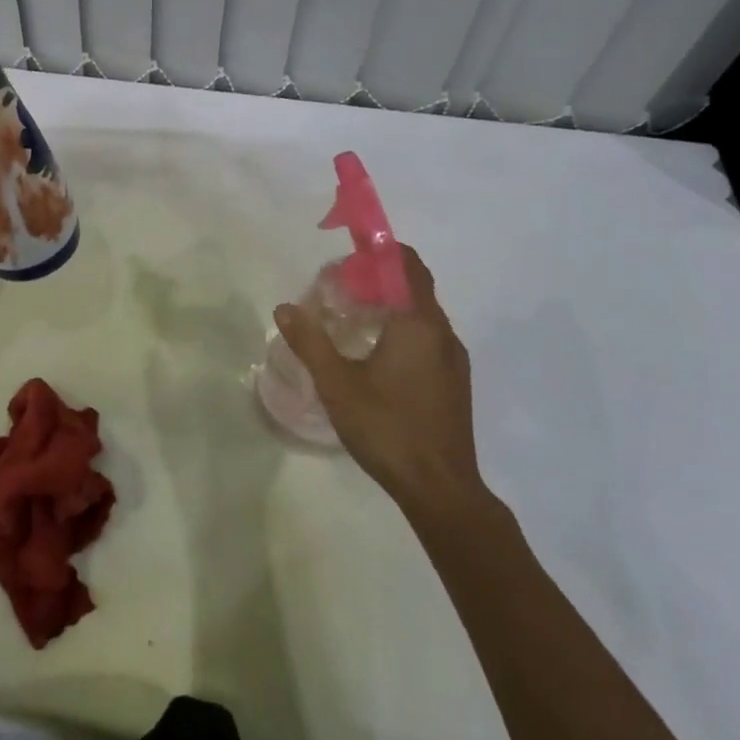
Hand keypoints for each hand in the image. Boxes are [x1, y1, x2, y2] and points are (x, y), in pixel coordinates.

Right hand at [274, 244, 484, 512]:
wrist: (440, 488)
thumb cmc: (387, 428)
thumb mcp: (337, 384)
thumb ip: (310, 341)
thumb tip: (285, 308)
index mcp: (418, 324)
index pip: (407, 264)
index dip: (381, 250)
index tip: (350, 253)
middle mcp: (442, 333)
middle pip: (414, 286)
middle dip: (379, 278)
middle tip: (340, 289)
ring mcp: (454, 359)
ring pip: (421, 315)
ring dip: (390, 306)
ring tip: (352, 320)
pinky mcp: (454, 382)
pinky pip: (428, 338)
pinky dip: (402, 330)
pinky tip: (375, 356)